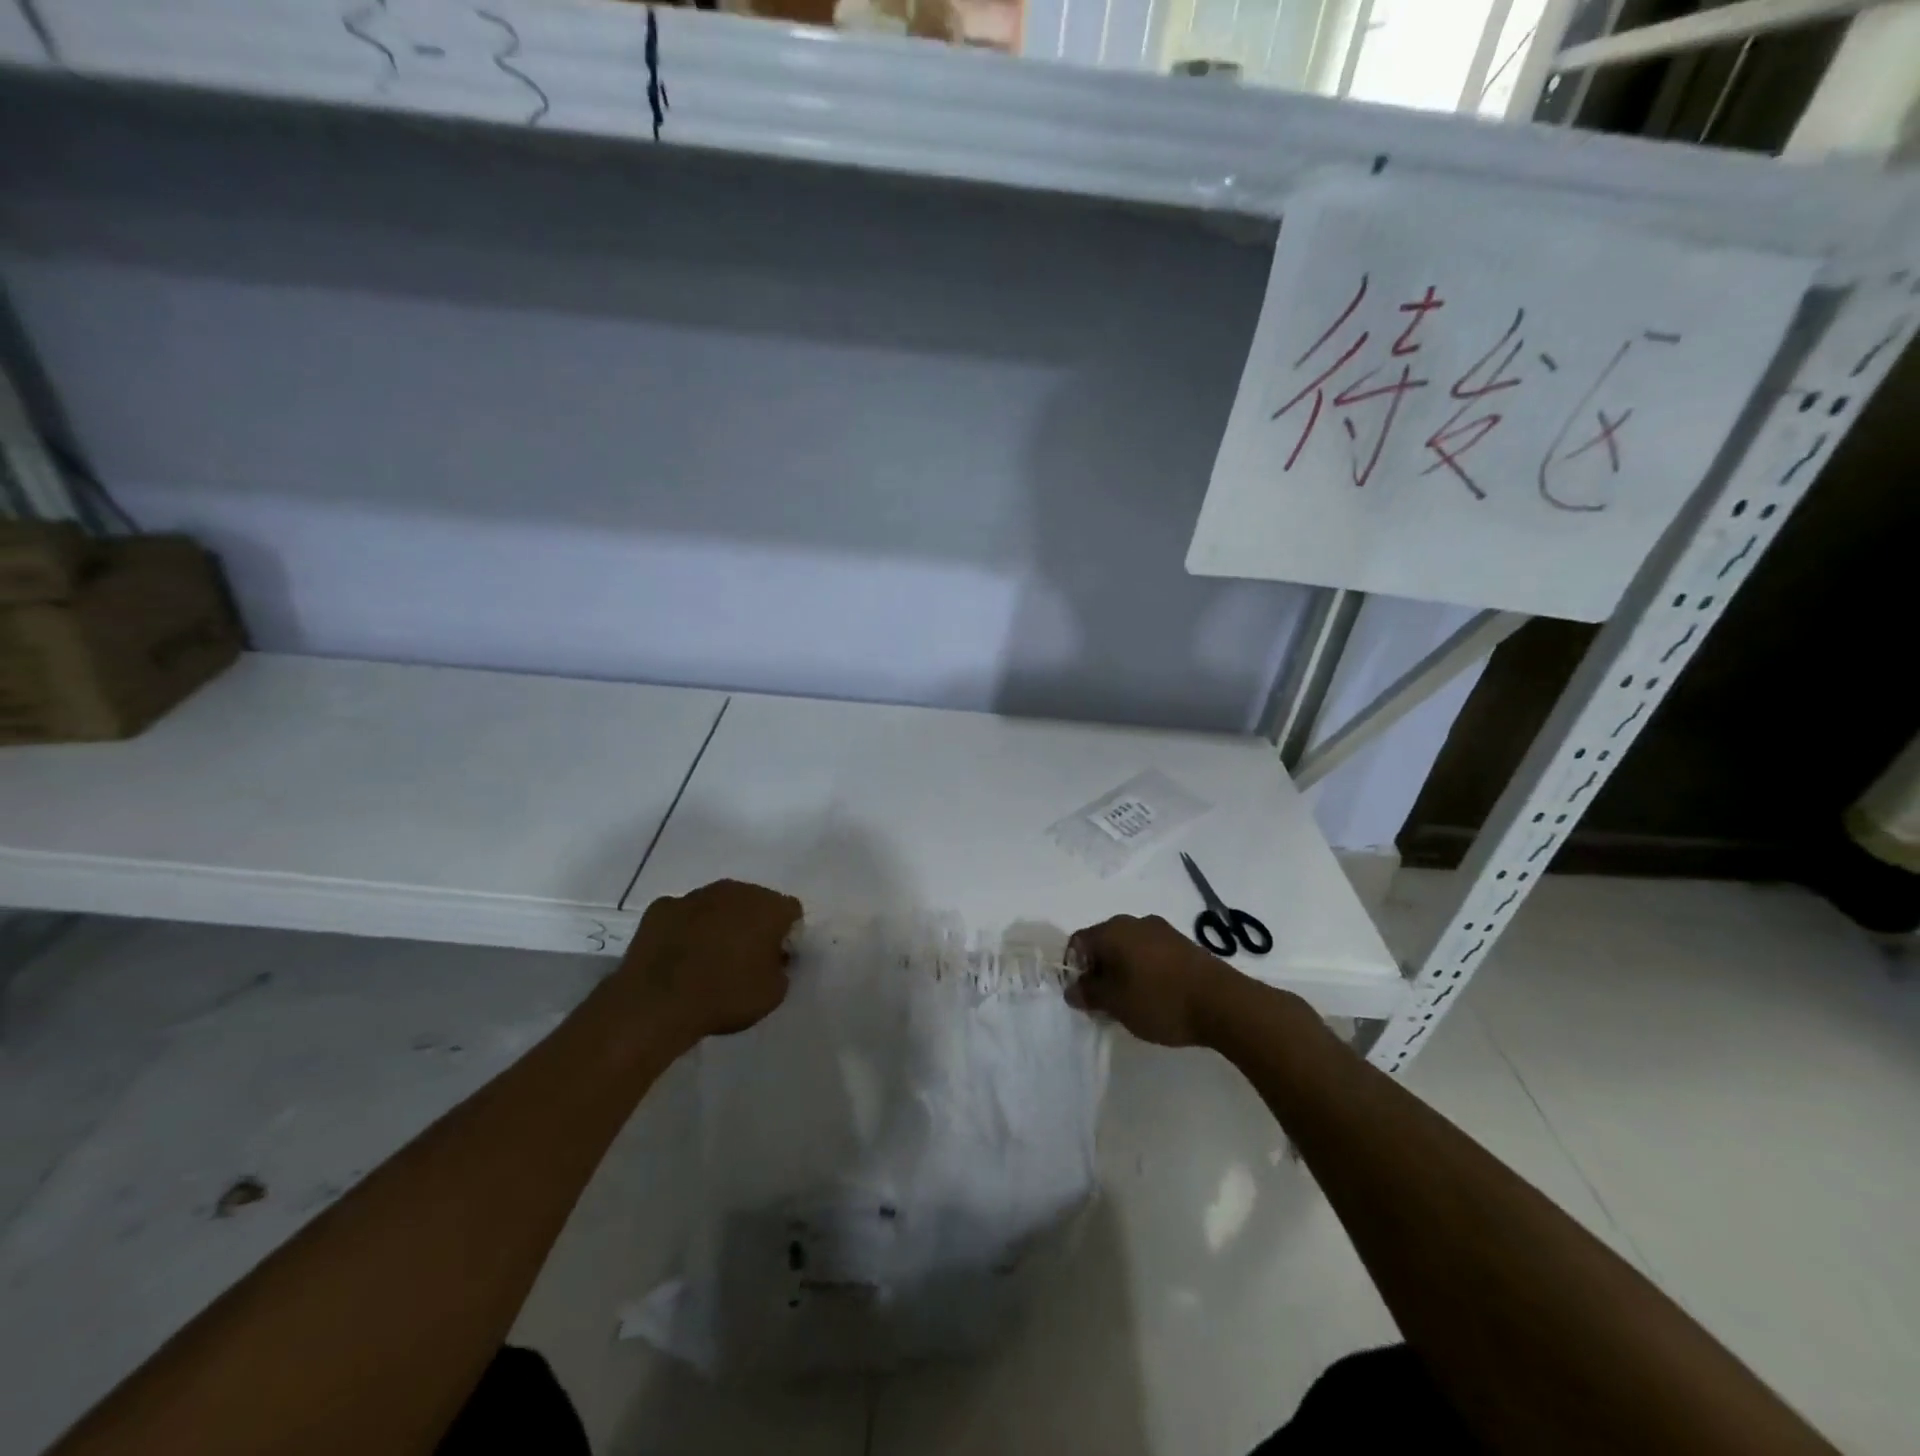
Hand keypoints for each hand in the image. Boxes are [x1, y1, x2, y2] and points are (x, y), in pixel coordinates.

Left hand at [620, 880, 802, 1043]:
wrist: (657, 1003)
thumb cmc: (725, 996)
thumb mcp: (773, 994)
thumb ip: (781, 968)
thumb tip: (773, 958)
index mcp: (769, 907)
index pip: (790, 911)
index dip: (786, 935)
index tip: (776, 959)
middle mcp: (735, 890)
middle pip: (753, 901)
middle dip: (752, 923)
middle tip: (743, 957)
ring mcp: (695, 895)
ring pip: (716, 904)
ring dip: (718, 923)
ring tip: (707, 958)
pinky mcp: (661, 907)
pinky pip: (682, 915)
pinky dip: (684, 929)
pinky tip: (677, 956)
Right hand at [1066, 914, 1240, 1046]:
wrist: (1223, 1003)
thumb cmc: (1160, 1000)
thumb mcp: (1116, 1003)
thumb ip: (1089, 994)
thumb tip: (1072, 989)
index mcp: (1113, 930)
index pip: (1078, 942)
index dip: (1074, 968)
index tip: (1082, 996)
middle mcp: (1135, 922)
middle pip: (1103, 942)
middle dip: (1098, 970)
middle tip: (1103, 1002)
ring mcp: (1162, 930)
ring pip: (1128, 948)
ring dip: (1122, 971)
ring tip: (1130, 1002)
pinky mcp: (1182, 944)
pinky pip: (1150, 953)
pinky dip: (1143, 970)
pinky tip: (1154, 995)